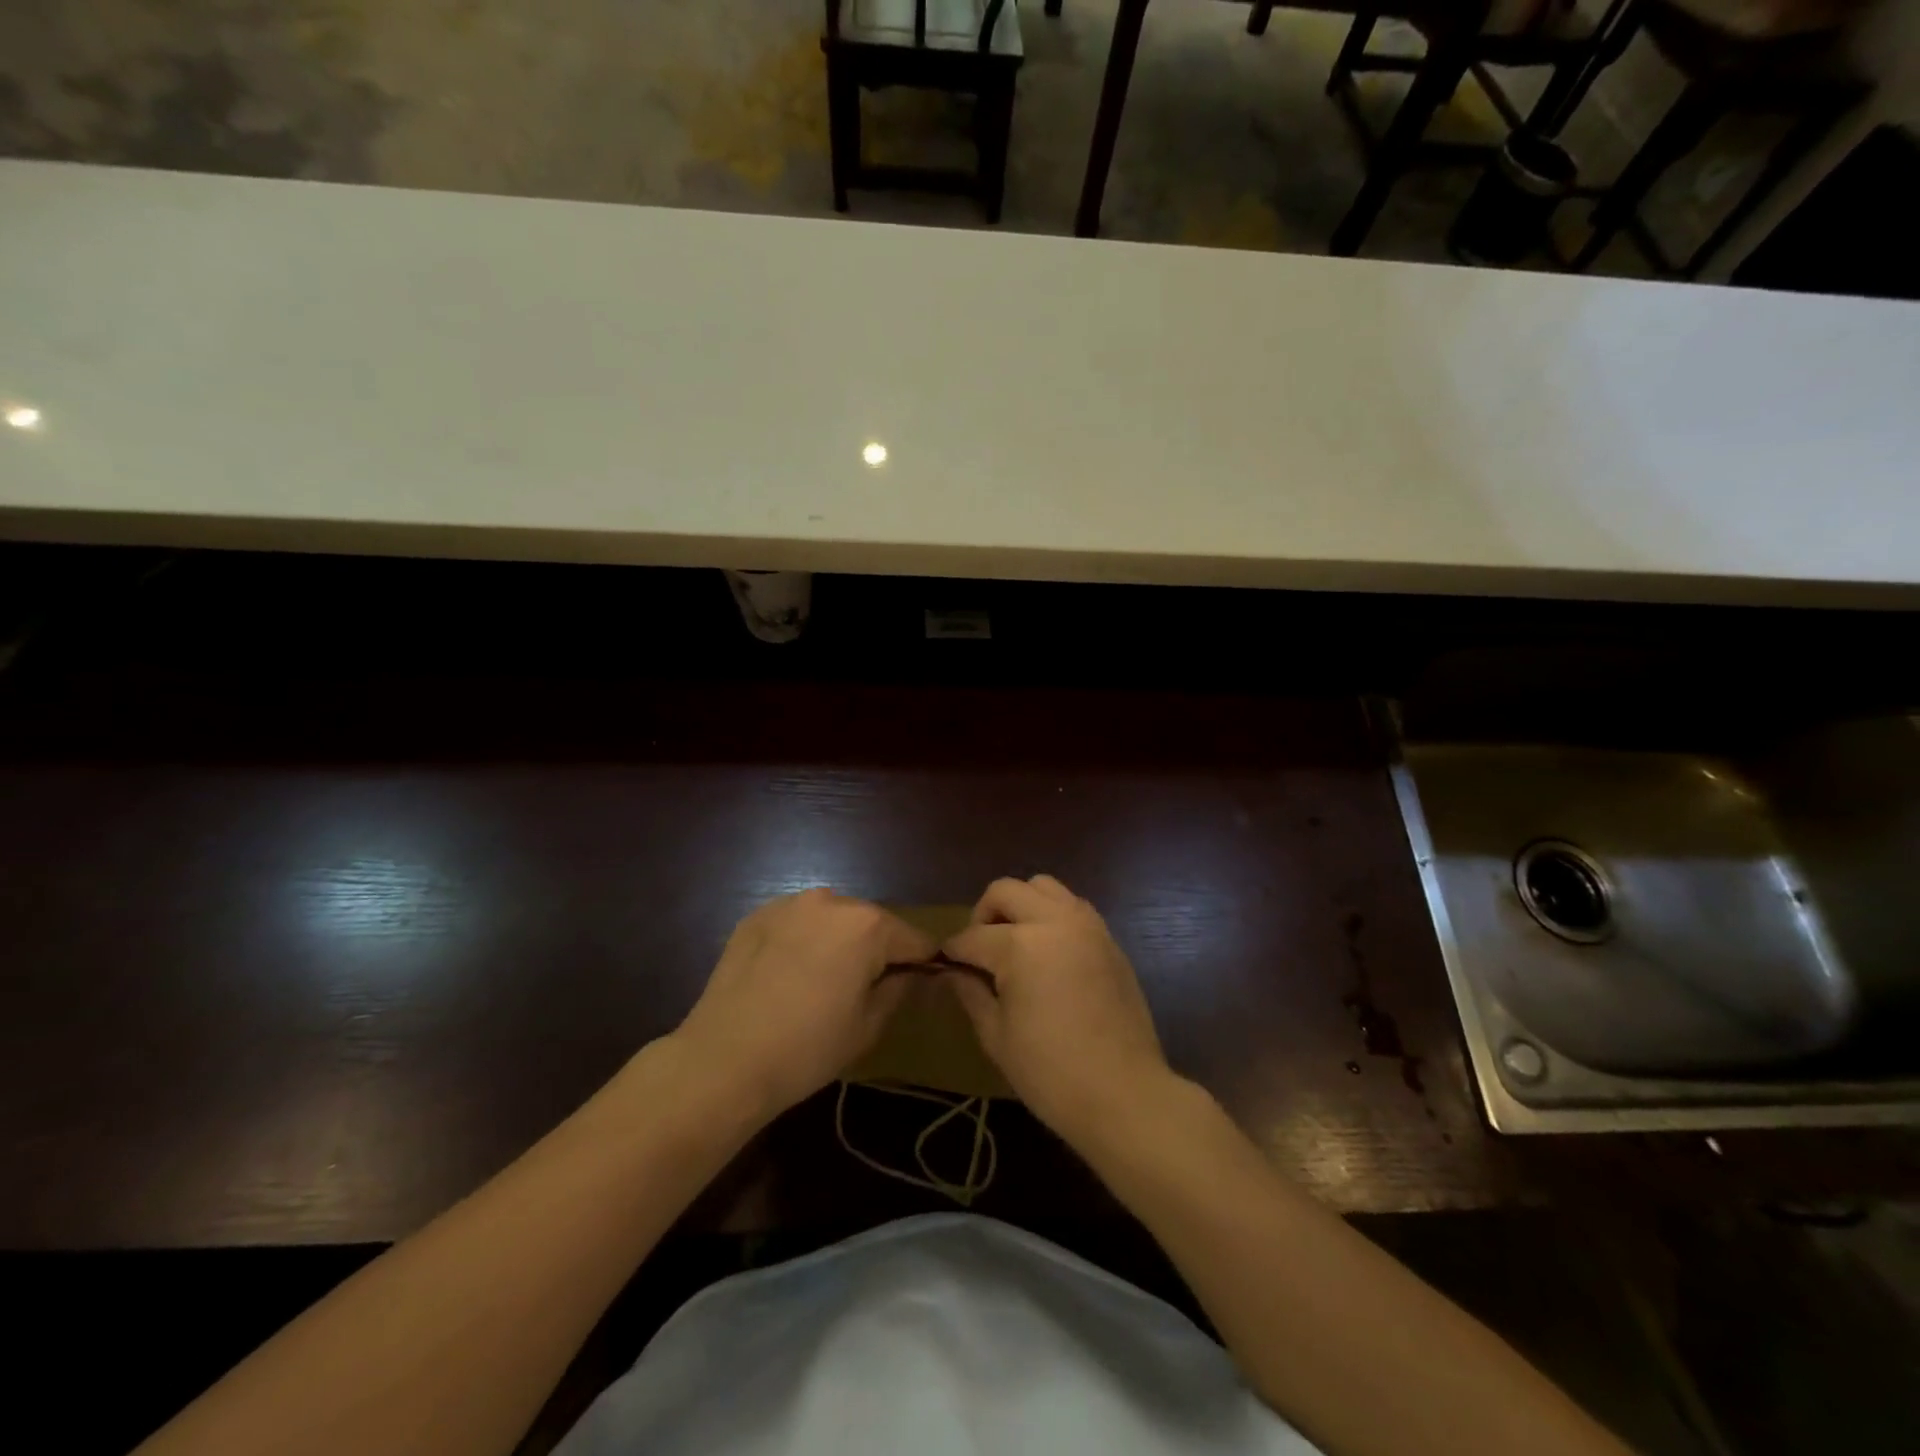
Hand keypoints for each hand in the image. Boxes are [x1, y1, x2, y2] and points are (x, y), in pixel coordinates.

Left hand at [673, 889, 932, 1118]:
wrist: (723, 1059)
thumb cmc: (807, 1048)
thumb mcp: (868, 1025)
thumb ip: (899, 988)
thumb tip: (912, 973)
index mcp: (867, 925)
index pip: (913, 939)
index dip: (920, 963)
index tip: (917, 985)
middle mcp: (831, 901)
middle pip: (871, 923)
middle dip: (875, 949)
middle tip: (863, 989)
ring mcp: (789, 904)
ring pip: (831, 919)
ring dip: (836, 941)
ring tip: (821, 982)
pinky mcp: (756, 915)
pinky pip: (796, 923)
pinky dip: (801, 940)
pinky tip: (787, 975)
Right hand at [944, 875, 1174, 1146]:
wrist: (1124, 1094)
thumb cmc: (1050, 1072)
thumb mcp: (997, 1036)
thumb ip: (971, 993)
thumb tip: (953, 973)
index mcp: (1021, 945)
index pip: (973, 936)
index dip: (954, 951)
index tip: (945, 964)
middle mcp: (1054, 921)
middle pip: (1006, 891)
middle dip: (983, 914)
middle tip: (979, 949)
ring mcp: (1087, 926)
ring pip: (1043, 887)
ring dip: (1021, 905)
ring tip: (1015, 942)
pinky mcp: (1109, 939)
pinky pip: (1073, 906)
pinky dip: (1052, 915)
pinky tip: (1048, 952)